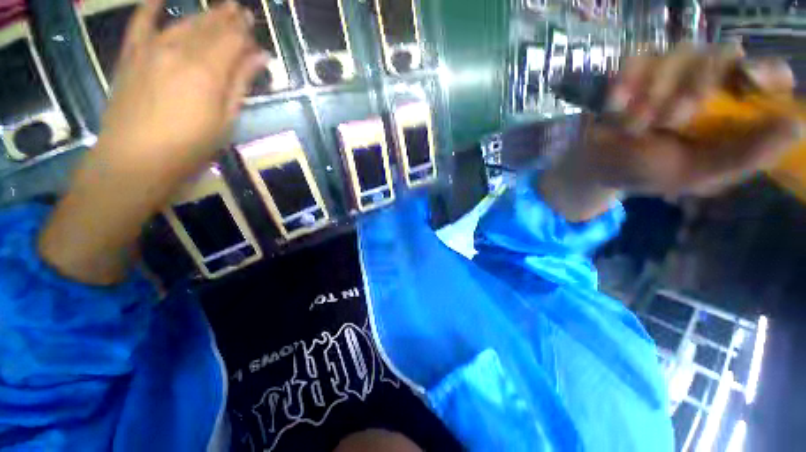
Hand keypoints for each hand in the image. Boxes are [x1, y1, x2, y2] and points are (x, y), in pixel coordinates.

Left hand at [97, 0, 265, 176]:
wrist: (135, 159)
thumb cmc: (190, 146)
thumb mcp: (226, 119)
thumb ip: (241, 83)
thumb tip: (261, 57)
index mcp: (207, 70)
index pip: (232, 40)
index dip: (244, 32)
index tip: (254, 25)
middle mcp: (180, 50)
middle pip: (210, 27)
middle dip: (228, 18)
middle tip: (241, 10)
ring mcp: (152, 49)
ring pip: (184, 23)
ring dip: (204, 15)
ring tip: (219, 8)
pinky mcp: (131, 56)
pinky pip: (140, 23)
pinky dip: (150, 8)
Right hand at [541, 45, 802, 220]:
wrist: (597, 164)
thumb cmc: (645, 172)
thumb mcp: (696, 175)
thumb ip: (744, 156)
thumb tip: (796, 126)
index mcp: (732, 111)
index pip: (768, 75)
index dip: (764, 71)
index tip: (747, 78)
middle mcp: (710, 82)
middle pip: (721, 55)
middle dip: (693, 88)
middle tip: (668, 122)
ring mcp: (672, 71)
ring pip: (679, 52)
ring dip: (654, 92)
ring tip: (633, 125)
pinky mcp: (639, 68)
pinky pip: (639, 57)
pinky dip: (626, 81)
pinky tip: (614, 106)